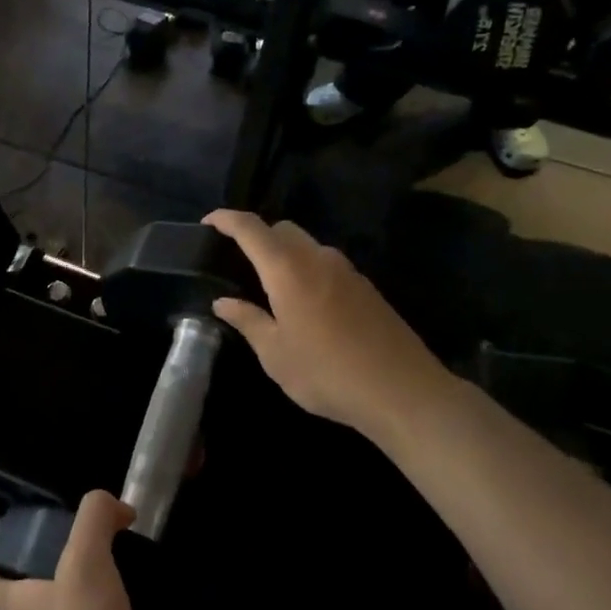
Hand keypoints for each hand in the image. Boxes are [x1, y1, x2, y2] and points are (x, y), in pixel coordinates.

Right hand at [204, 210, 448, 433]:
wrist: (402, 391)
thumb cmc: (327, 373)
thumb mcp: (275, 354)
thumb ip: (248, 321)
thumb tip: (223, 302)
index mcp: (288, 270)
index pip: (250, 228)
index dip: (226, 219)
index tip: (208, 222)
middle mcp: (318, 259)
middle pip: (281, 230)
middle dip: (256, 236)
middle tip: (238, 263)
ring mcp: (347, 271)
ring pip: (307, 246)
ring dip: (284, 254)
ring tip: (269, 288)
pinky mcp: (366, 287)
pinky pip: (326, 264)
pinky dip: (306, 270)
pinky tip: (304, 304)